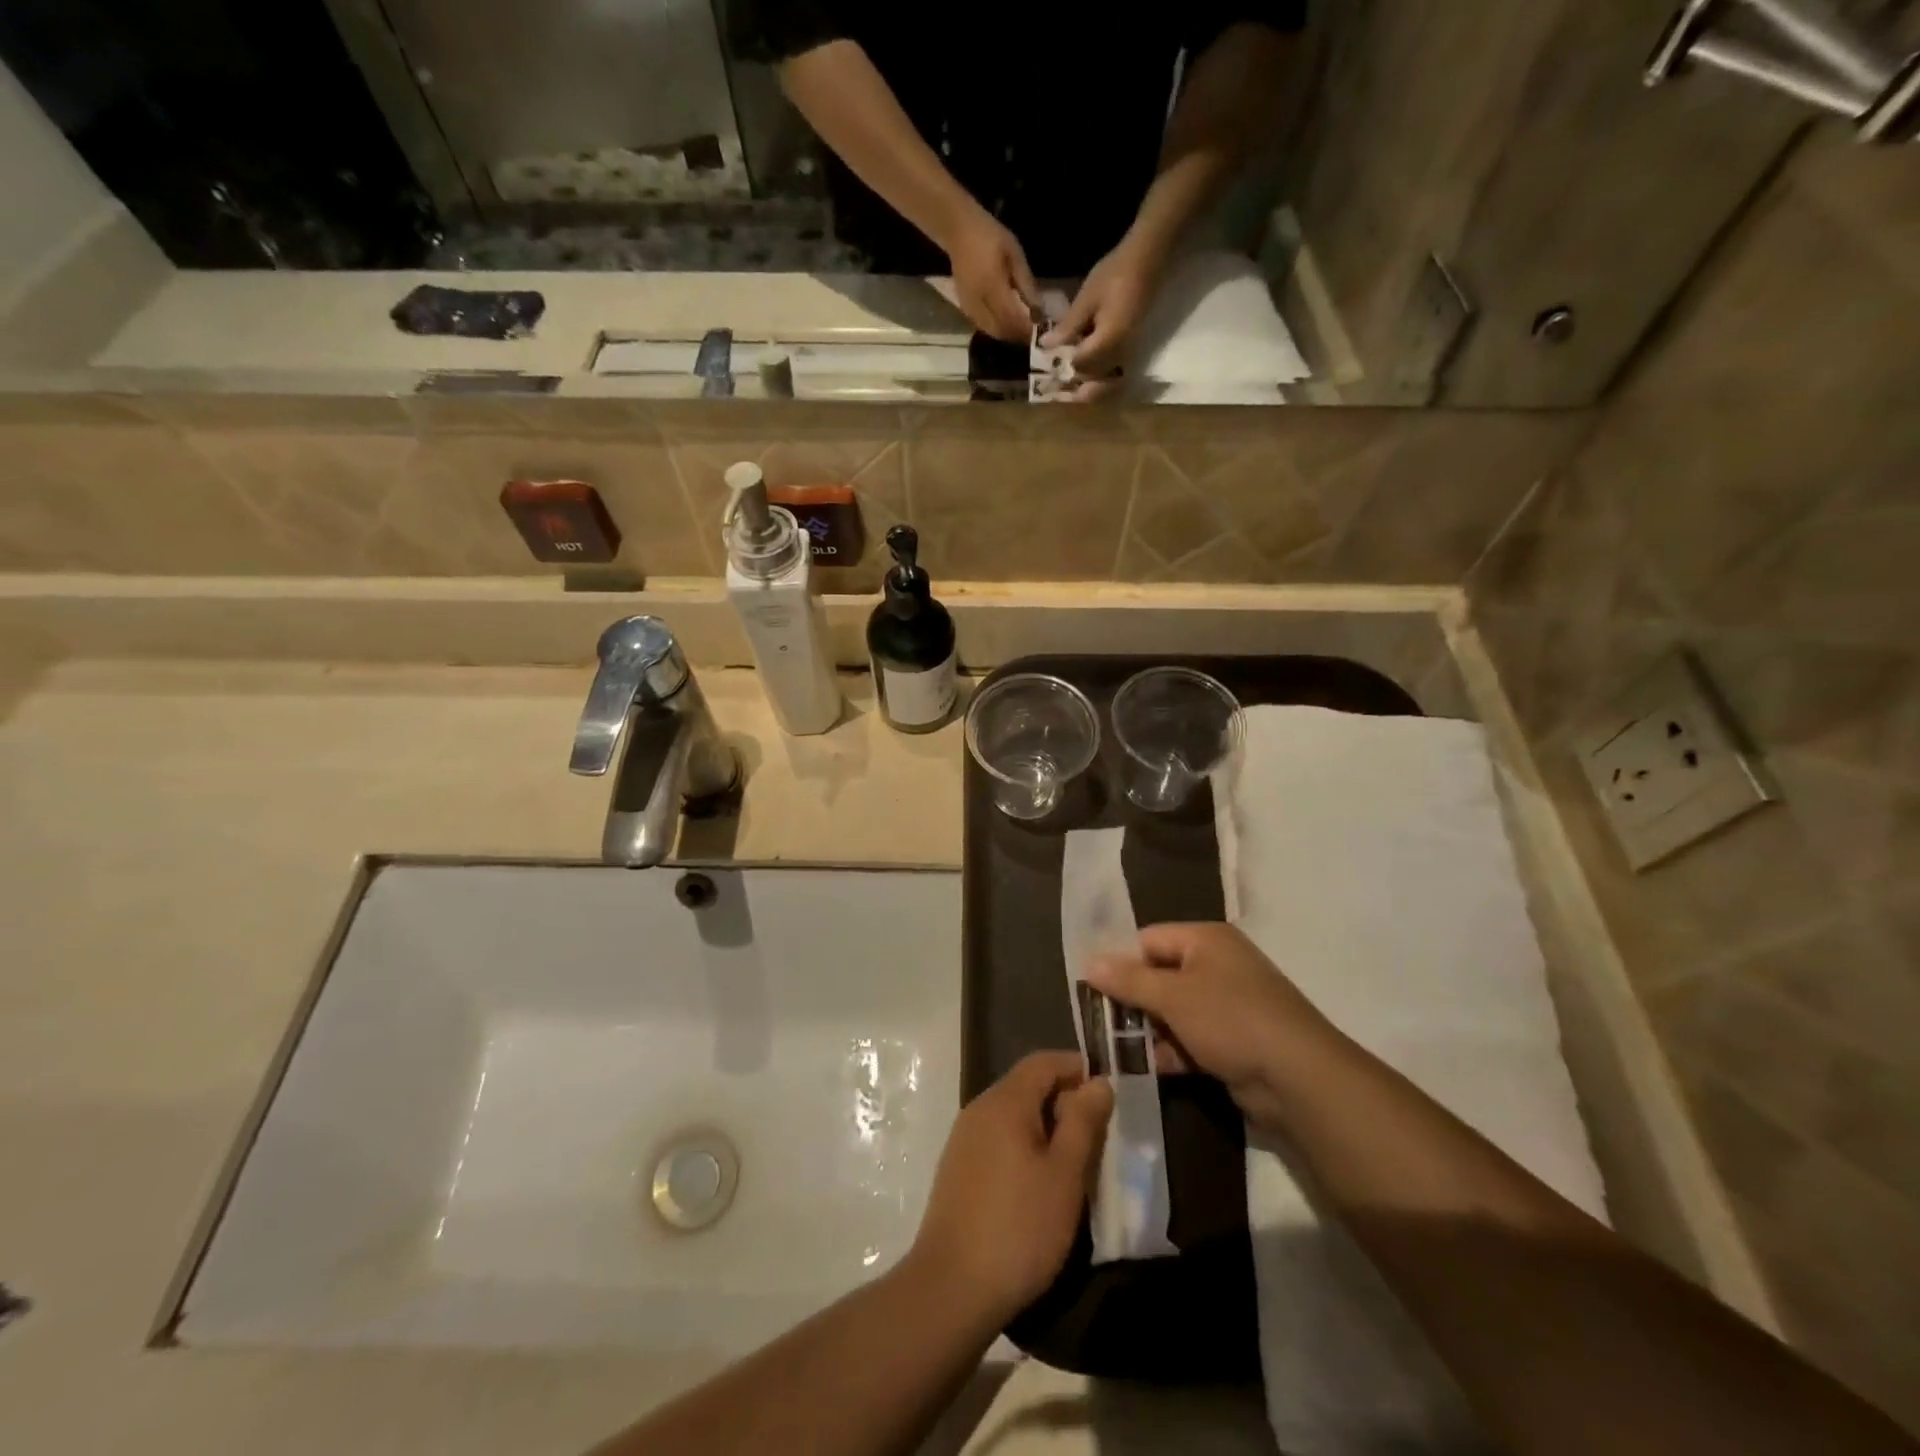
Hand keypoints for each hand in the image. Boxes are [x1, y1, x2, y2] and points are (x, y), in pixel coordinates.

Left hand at [906, 1052, 1111, 1325]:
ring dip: (1045, 1126)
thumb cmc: (1019, 1227)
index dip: (1076, 1068)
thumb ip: (1083, 1122)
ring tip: (1074, 1163)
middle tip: (1098, 1136)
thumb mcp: (1065, 1175)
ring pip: (1013, 1114)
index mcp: (1005, 1101)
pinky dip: (1024, 1146)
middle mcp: (979, 1108)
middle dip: (1063, 1100)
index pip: (1043, 1062)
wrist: (951, 1288)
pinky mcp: (957, 1168)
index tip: (1107, 1093)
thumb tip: (1098, 1081)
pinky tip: (1039, 1184)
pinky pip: (998, 1139)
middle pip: (1026, 1085)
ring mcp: (964, 1139)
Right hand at [944, 208, 1037, 341]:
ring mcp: (969, 307)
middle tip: (1031, 333)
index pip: (1011, 318)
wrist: (958, 232)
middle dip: (1017, 335)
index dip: (1025, 329)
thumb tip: (1039, 310)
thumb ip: (1026, 284)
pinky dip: (996, 328)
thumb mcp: (1015, 255)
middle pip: (1001, 330)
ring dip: (1007, 334)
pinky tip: (1005, 321)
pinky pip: (983, 326)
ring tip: (1020, 328)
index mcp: (992, 286)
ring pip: (992, 332)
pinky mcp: (965, 308)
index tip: (1039, 330)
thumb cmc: (990, 237)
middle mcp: (979, 302)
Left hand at [1042, 238, 1162, 378]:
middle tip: (1056, 380)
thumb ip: (1068, 326)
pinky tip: (1087, 368)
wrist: (1147, 261)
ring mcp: (1129, 354)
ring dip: (1089, 386)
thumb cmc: (1115, 274)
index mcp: (1108, 342)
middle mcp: (1121, 354)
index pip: (1080, 365)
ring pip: (1107, 383)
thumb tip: (1046, 346)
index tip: (1048, 364)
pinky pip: (1116, 374)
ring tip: (1071, 381)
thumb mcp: (1087, 298)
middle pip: (1094, 380)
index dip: (1062, 367)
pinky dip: (1101, 378)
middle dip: (1074, 383)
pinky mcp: (1132, 349)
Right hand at [1085, 923, 1338, 1130]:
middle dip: (1133, 1002)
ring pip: (1174, 1011)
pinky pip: (1192, 1038)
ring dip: (1149, 1030)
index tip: (1097, 992)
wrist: (1298, 1079)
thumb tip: (1089, 962)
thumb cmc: (1231, 1020)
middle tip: (1103, 1025)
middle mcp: (1217, 965)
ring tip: (1120, 1050)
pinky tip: (1150, 1068)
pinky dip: (1172, 1050)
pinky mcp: (1234, 1041)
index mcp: (1206, 940)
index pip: (1149, 940)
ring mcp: (1228, 1005)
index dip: (1122, 963)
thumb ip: (1128, 980)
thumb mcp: (1172, 996)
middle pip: (1160, 976)